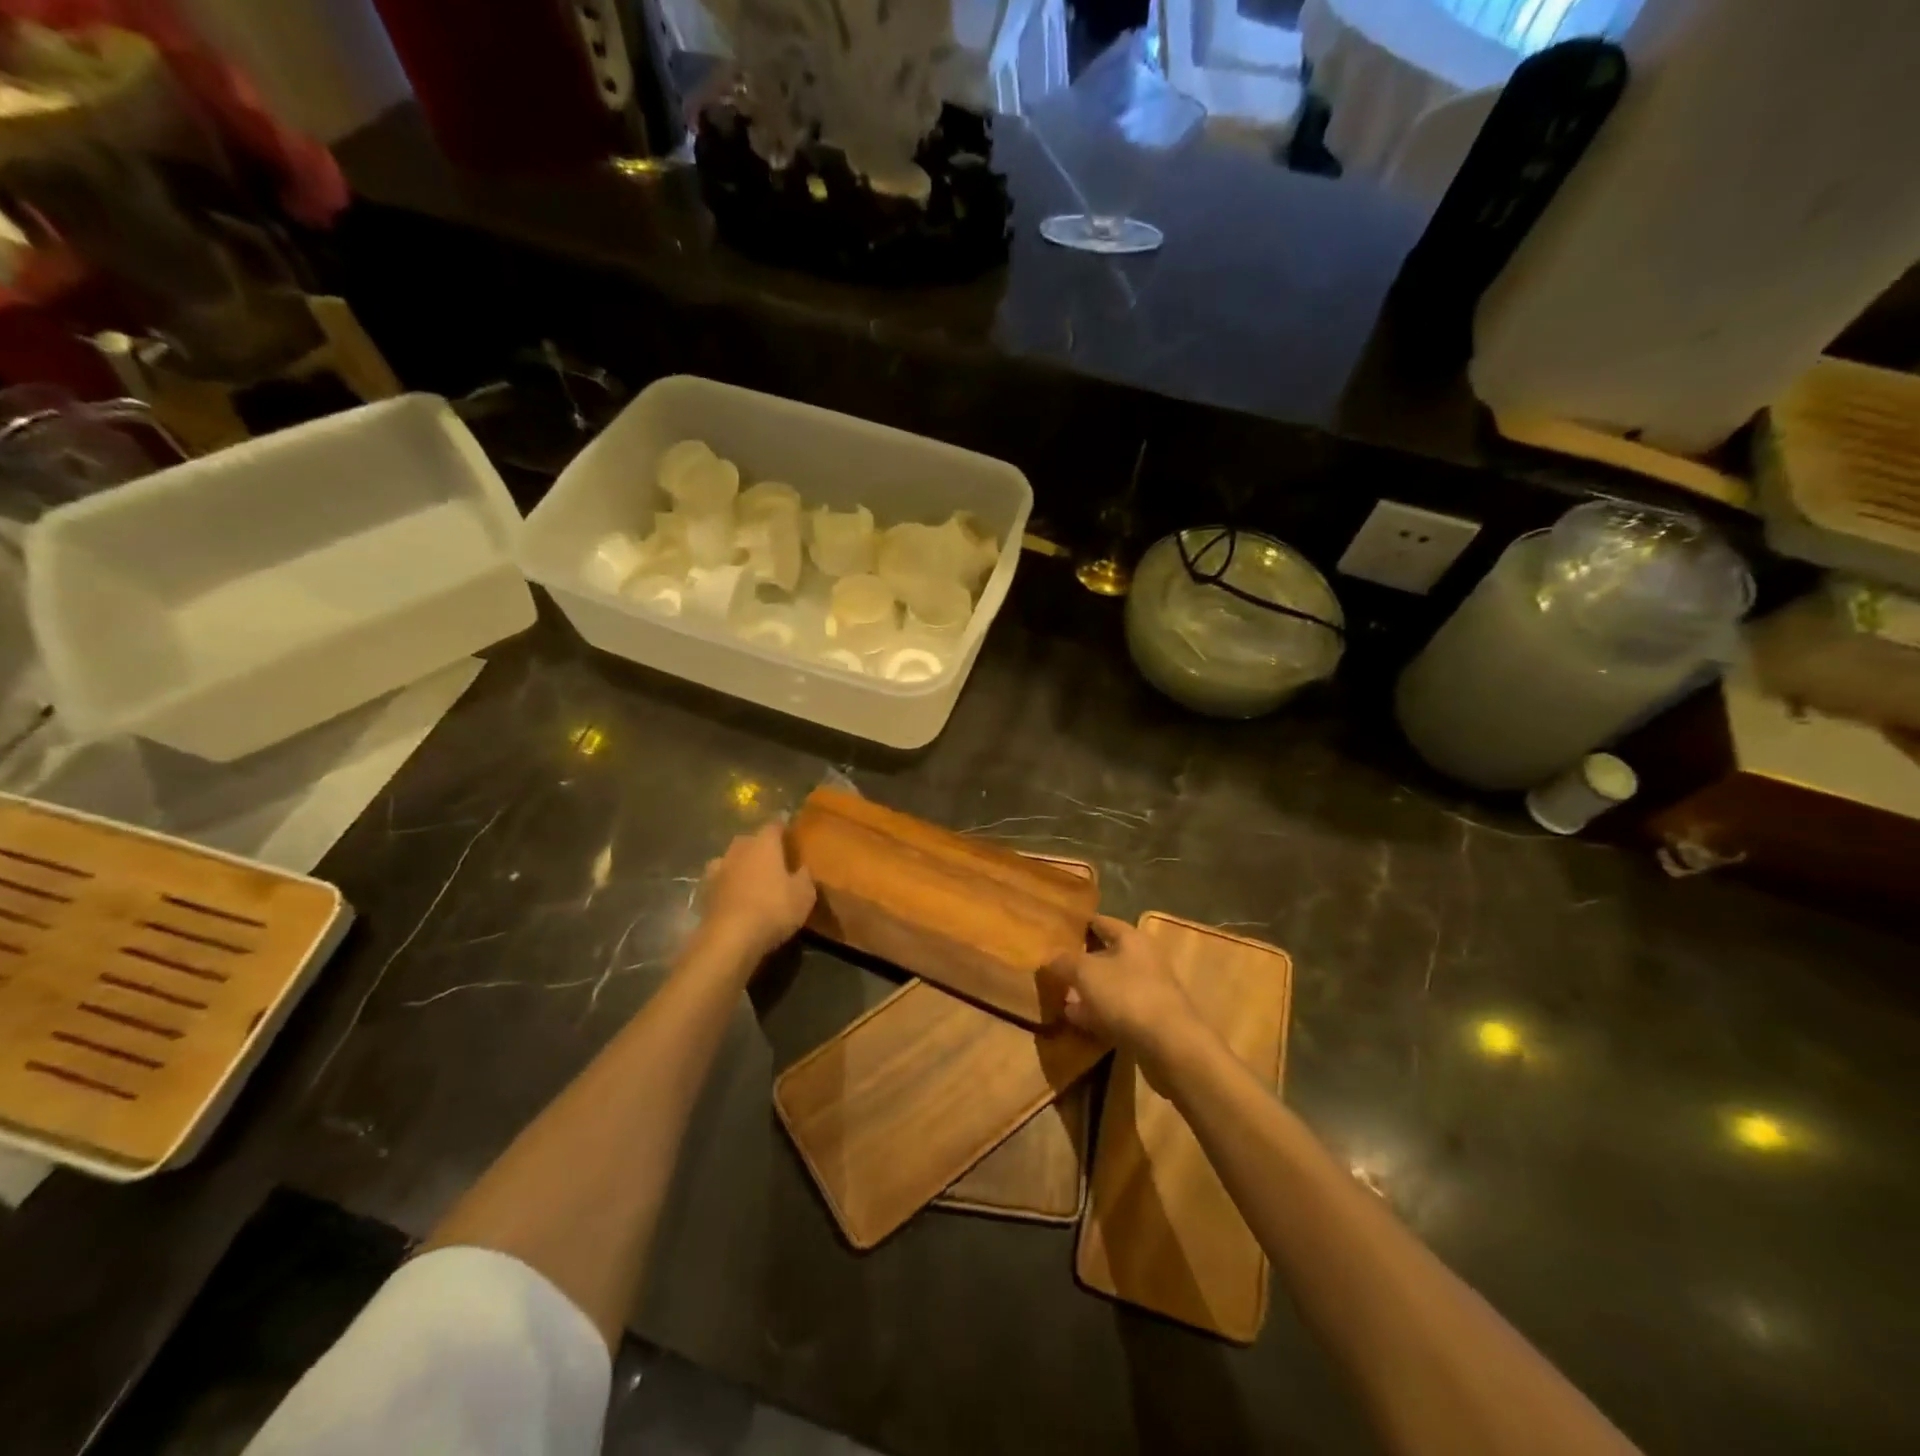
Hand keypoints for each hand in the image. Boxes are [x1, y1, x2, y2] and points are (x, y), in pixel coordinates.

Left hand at [700, 823, 814, 962]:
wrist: (730, 939)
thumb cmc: (773, 909)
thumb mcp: (804, 895)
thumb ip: (804, 876)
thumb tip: (802, 867)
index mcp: (764, 844)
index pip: (774, 826)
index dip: (783, 829)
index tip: (791, 836)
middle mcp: (738, 850)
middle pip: (749, 840)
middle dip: (759, 847)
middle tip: (773, 861)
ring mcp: (718, 870)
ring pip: (731, 860)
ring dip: (740, 866)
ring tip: (751, 879)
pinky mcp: (704, 892)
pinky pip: (719, 882)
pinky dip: (726, 886)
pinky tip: (734, 898)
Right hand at [1043, 916, 1205, 1084]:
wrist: (1170, 1045)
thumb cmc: (1126, 995)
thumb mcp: (1086, 973)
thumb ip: (1064, 961)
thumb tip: (1050, 956)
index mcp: (1131, 938)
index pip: (1100, 922)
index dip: (1078, 925)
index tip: (1055, 931)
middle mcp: (1143, 958)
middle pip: (1106, 954)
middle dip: (1080, 962)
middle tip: (1053, 968)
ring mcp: (1148, 990)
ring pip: (1110, 984)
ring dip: (1087, 990)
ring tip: (1060, 997)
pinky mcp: (1149, 1019)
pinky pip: (1117, 1009)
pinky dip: (1098, 1012)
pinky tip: (1077, 1020)